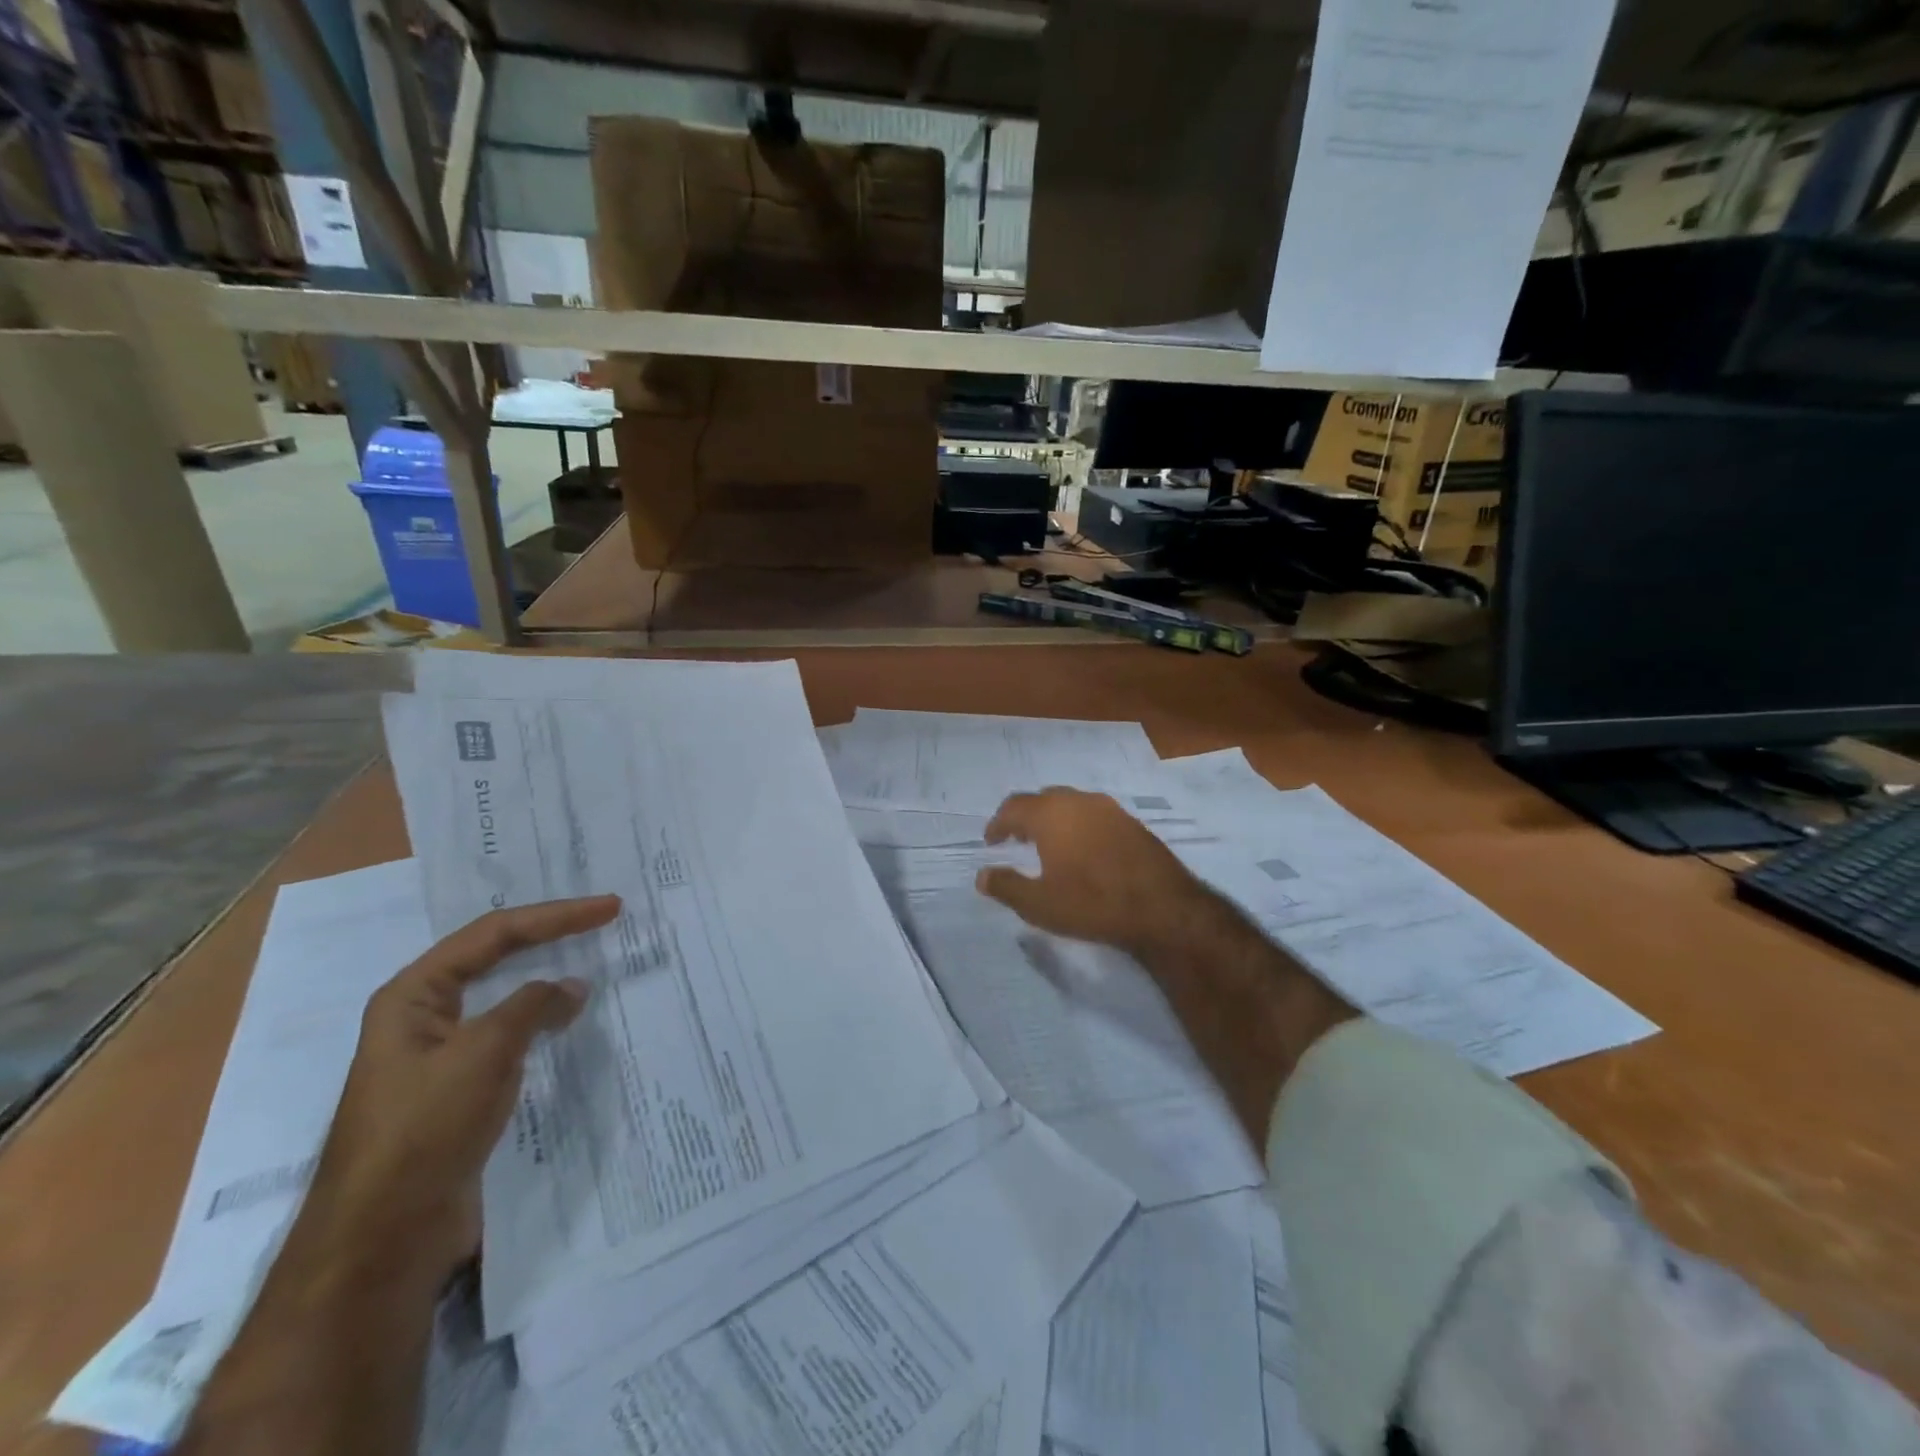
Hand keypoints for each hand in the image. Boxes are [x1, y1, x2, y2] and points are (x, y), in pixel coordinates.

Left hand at [291, 895, 620, 1295]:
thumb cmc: (424, 1129)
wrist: (384, 1239)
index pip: (494, 934)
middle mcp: (424, 1015)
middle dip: (550, 934)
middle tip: (603, 919)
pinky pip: (511, 1035)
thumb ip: (532, 1006)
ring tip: (594, 960)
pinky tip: (571, 1020)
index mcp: (413, 995)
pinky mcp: (462, 1088)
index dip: (555, 915)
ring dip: (548, 975)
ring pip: (505, 996)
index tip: (609, 908)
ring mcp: (443, 1053)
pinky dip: (544, 1019)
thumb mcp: (483, 1053)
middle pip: (496, 956)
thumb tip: (573, 986)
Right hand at [975, 788, 1205, 956]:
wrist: (1162, 908)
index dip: (998, 823)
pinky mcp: (1132, 823)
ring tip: (1048, 844)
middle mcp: (1079, 801)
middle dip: (1025, 816)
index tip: (991, 841)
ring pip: (1071, 804)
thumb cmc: (1092, 903)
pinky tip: (1083, 850)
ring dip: (1054, 819)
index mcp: (1051, 814)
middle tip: (1017, 838)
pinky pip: (1094, 815)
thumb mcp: (1040, 904)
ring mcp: (1110, 809)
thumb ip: (1006, 887)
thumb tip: (982, 876)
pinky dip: (1079, 825)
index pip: (1014, 807)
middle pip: (1042, 799)